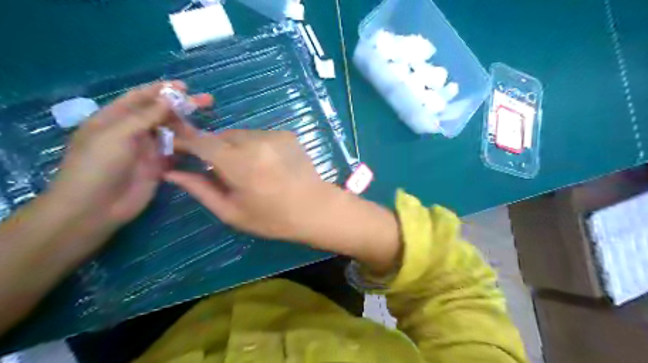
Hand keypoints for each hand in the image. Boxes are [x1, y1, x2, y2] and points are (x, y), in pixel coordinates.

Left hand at [51, 80, 212, 230]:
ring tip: (207, 123)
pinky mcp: (158, 166)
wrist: (95, 208)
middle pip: (160, 113)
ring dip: (187, 126)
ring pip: (171, 132)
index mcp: (115, 118)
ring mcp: (146, 149)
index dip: (162, 90)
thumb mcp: (117, 135)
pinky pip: (175, 151)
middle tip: (207, 102)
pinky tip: (202, 143)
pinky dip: (188, 146)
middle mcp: (132, 131)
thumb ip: (145, 116)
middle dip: (181, 106)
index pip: (140, 97)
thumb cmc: (98, 166)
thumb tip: (169, 98)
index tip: (185, 87)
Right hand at [165, 129, 330, 239]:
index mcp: (238, 163)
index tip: (177, 149)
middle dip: (212, 148)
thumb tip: (172, 173)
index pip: (201, 141)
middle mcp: (255, 141)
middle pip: (221, 135)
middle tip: (217, 169)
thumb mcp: (232, 212)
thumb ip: (200, 189)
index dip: (184, 142)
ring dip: (234, 146)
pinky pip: (259, 135)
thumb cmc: (273, 218)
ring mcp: (273, 135)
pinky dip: (253, 145)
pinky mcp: (287, 134)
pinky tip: (264, 164)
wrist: (316, 209)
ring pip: (240, 134)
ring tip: (245, 169)